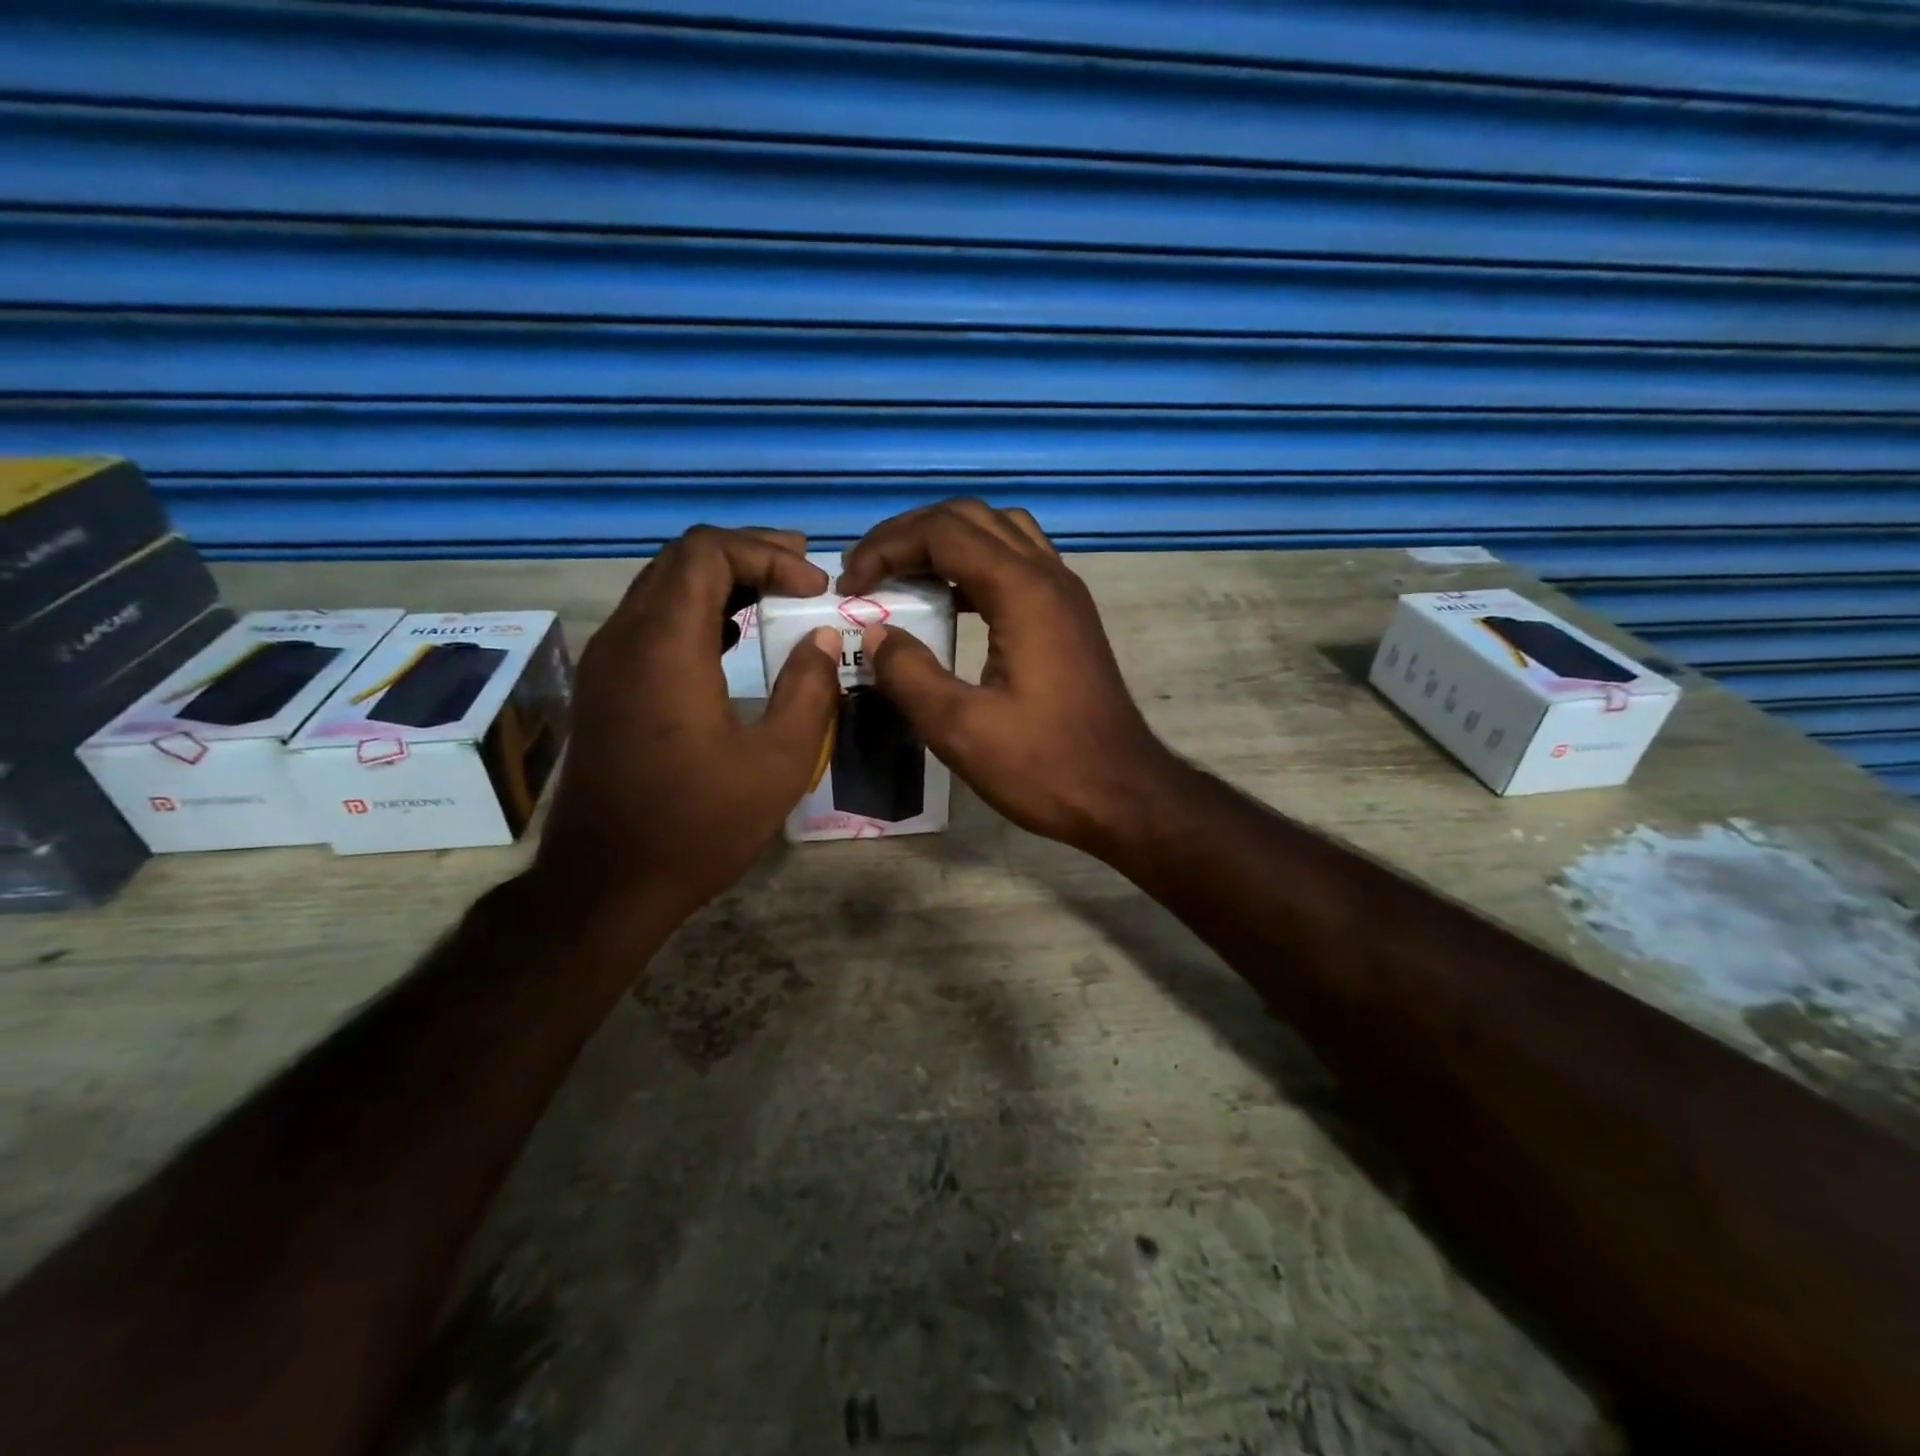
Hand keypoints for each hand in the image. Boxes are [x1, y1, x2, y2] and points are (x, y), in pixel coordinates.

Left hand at [538, 527, 841, 920]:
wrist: (606, 885)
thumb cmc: (698, 826)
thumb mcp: (778, 763)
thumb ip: (809, 690)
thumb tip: (820, 639)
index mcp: (665, 646)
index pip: (707, 552)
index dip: (767, 553)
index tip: (814, 586)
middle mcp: (625, 638)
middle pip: (682, 560)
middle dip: (747, 555)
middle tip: (802, 572)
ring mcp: (607, 662)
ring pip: (662, 587)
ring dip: (721, 581)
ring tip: (775, 595)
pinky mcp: (605, 688)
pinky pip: (650, 622)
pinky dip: (696, 612)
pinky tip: (733, 639)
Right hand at [840, 500, 1174, 852]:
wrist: (1123, 795)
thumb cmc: (1045, 766)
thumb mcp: (962, 730)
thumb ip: (910, 674)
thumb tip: (876, 634)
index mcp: (1024, 592)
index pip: (943, 532)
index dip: (887, 548)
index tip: (850, 586)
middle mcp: (1049, 576)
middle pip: (971, 518)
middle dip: (910, 534)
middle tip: (868, 572)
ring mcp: (1065, 595)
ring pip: (999, 533)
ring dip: (945, 543)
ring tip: (903, 578)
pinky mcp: (1068, 617)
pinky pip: (1016, 564)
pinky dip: (974, 566)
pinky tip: (949, 604)